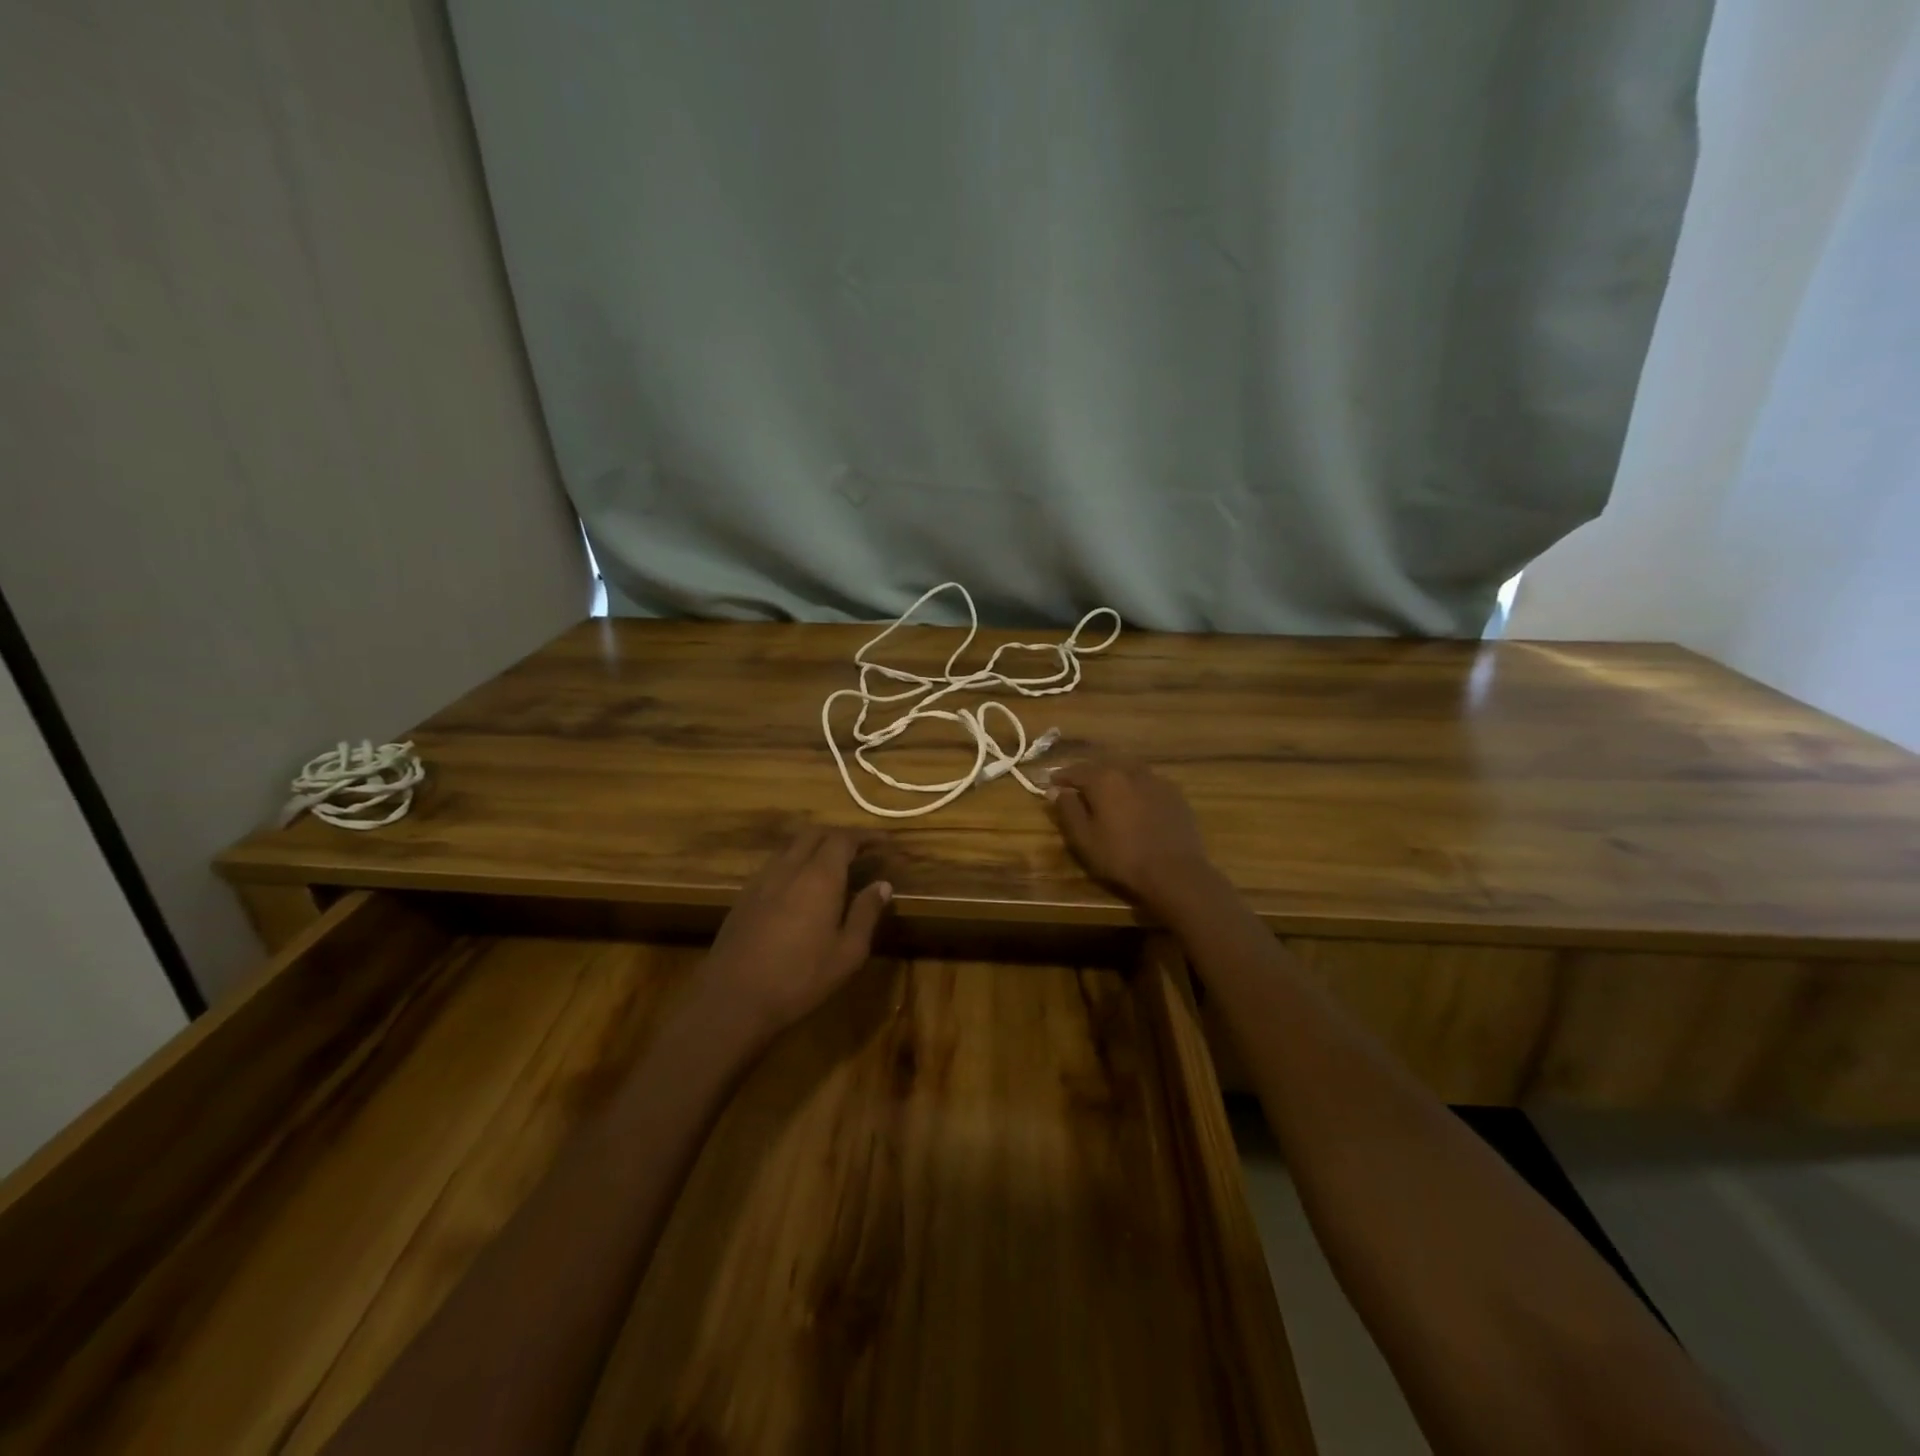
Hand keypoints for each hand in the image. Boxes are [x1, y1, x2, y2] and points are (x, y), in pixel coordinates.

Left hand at [700, 827, 892, 1042]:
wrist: (732, 999)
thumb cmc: (799, 978)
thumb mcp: (848, 952)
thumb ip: (866, 913)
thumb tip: (882, 885)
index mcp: (819, 877)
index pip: (844, 839)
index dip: (866, 836)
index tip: (884, 842)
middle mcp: (790, 868)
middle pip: (815, 833)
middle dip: (840, 835)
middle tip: (860, 850)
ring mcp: (762, 880)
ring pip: (791, 846)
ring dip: (814, 846)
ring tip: (832, 865)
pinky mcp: (744, 896)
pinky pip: (774, 865)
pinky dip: (794, 863)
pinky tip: (800, 887)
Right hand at [1045, 757, 1216, 914]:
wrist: (1175, 872)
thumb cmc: (1122, 857)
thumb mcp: (1084, 838)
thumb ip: (1068, 810)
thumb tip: (1057, 790)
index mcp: (1104, 779)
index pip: (1076, 771)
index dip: (1061, 777)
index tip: (1051, 783)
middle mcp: (1130, 771)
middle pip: (1103, 766)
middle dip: (1088, 774)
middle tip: (1078, 787)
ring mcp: (1156, 780)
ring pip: (1128, 771)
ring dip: (1114, 777)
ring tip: (1107, 792)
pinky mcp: (1175, 794)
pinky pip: (1148, 782)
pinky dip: (1136, 787)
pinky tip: (1136, 801)